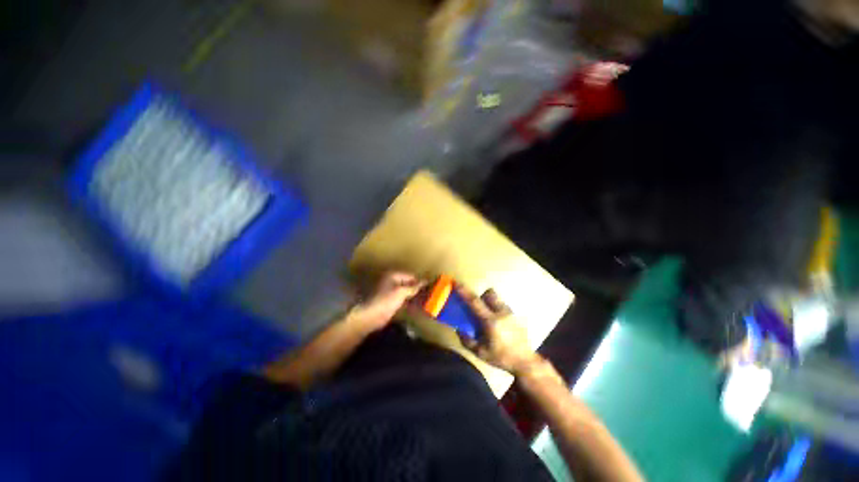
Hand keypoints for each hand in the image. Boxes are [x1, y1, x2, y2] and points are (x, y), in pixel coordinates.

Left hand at [350, 271, 423, 330]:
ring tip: (425, 299)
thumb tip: (425, 281)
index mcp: (393, 275)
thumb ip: (414, 287)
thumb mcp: (402, 292)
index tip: (430, 286)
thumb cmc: (386, 300)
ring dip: (414, 295)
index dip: (420, 281)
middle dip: (417, 288)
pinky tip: (417, 306)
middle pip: (408, 283)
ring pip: (406, 291)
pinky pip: (404, 299)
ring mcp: (391, 292)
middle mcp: (392, 281)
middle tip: (429, 293)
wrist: (372, 316)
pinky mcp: (391, 301)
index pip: (411, 276)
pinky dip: (410, 301)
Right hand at [456, 285, 540, 375]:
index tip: (455, 282)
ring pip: (497, 299)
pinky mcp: (516, 316)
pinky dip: (497, 310)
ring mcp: (510, 313)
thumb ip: (467, 341)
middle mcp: (501, 312)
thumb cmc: (502, 358)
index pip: (474, 301)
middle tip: (477, 307)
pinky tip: (499, 325)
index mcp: (490, 321)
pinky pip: (503, 306)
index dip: (464, 291)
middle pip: (489, 293)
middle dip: (481, 296)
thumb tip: (458, 330)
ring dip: (490, 302)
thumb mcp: (481, 353)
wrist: (526, 362)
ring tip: (488, 316)